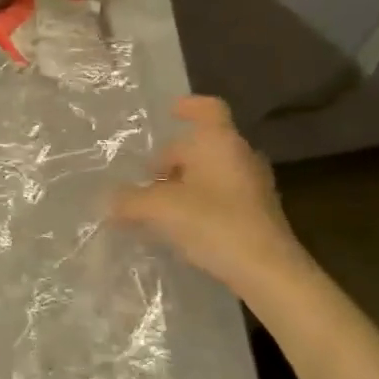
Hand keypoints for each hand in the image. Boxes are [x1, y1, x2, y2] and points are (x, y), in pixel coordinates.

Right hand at [111, 96, 312, 300]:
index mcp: (219, 141)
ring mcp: (254, 185)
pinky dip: (201, 202)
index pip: (207, 108)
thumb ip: (130, 201)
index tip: (170, 113)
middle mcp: (240, 155)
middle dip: (174, 158)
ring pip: (212, 171)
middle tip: (147, 177)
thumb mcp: (160, 209)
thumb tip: (109, 201)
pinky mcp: (259, 214)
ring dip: (186, 182)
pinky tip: (182, 226)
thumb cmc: (213, 223)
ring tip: (160, 203)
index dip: (188, 106)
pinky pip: (223, 195)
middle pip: (203, 145)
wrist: (269, 272)